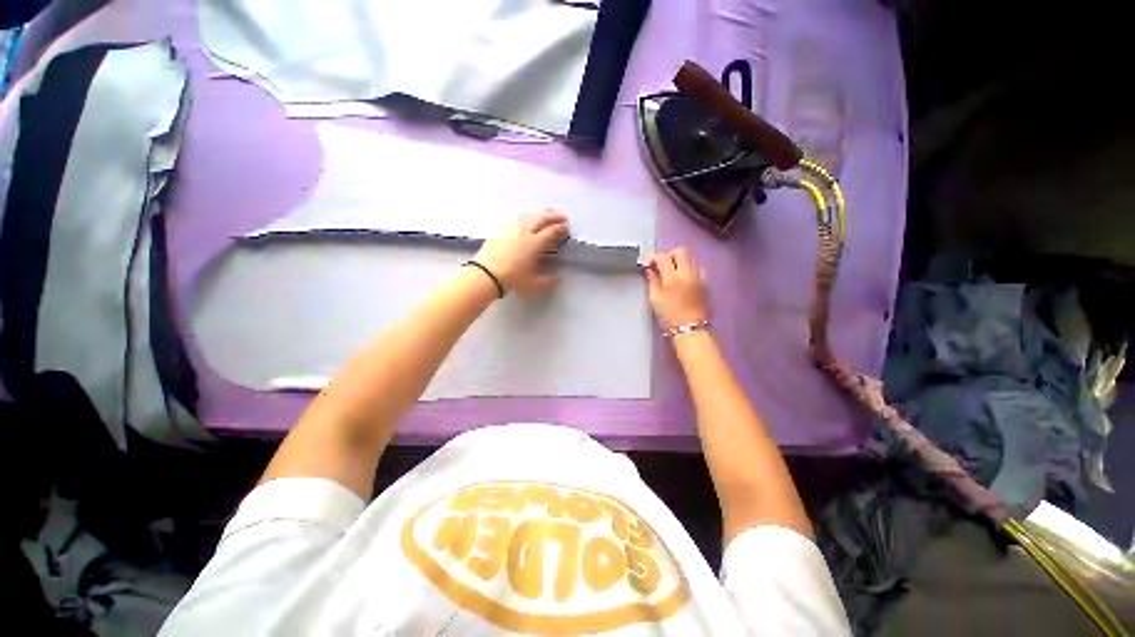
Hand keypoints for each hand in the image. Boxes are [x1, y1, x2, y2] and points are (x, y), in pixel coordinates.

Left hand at [473, 211, 568, 296]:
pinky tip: (523, 219)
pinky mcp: (499, 230)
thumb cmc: (513, 279)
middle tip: (561, 217)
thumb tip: (560, 276)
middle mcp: (525, 232)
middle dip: (553, 216)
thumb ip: (550, 280)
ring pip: (527, 215)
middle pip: (541, 218)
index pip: (551, 231)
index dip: (560, 227)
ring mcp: (510, 229)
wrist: (486, 274)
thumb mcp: (535, 284)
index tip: (567, 226)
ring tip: (544, 215)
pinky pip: (515, 218)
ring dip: (539, 214)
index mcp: (535, 243)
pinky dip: (524, 216)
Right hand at [645, 248, 708, 328]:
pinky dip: (688, 269)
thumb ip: (652, 281)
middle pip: (681, 251)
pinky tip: (682, 280)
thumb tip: (649, 269)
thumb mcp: (655, 299)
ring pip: (690, 259)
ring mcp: (699, 277)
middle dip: (669, 255)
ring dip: (680, 261)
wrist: (690, 329)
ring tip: (672, 273)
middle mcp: (688, 273)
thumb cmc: (669, 316)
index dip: (653, 257)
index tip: (648, 263)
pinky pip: (696, 268)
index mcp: (673, 278)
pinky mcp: (705, 282)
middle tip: (661, 265)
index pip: (663, 257)